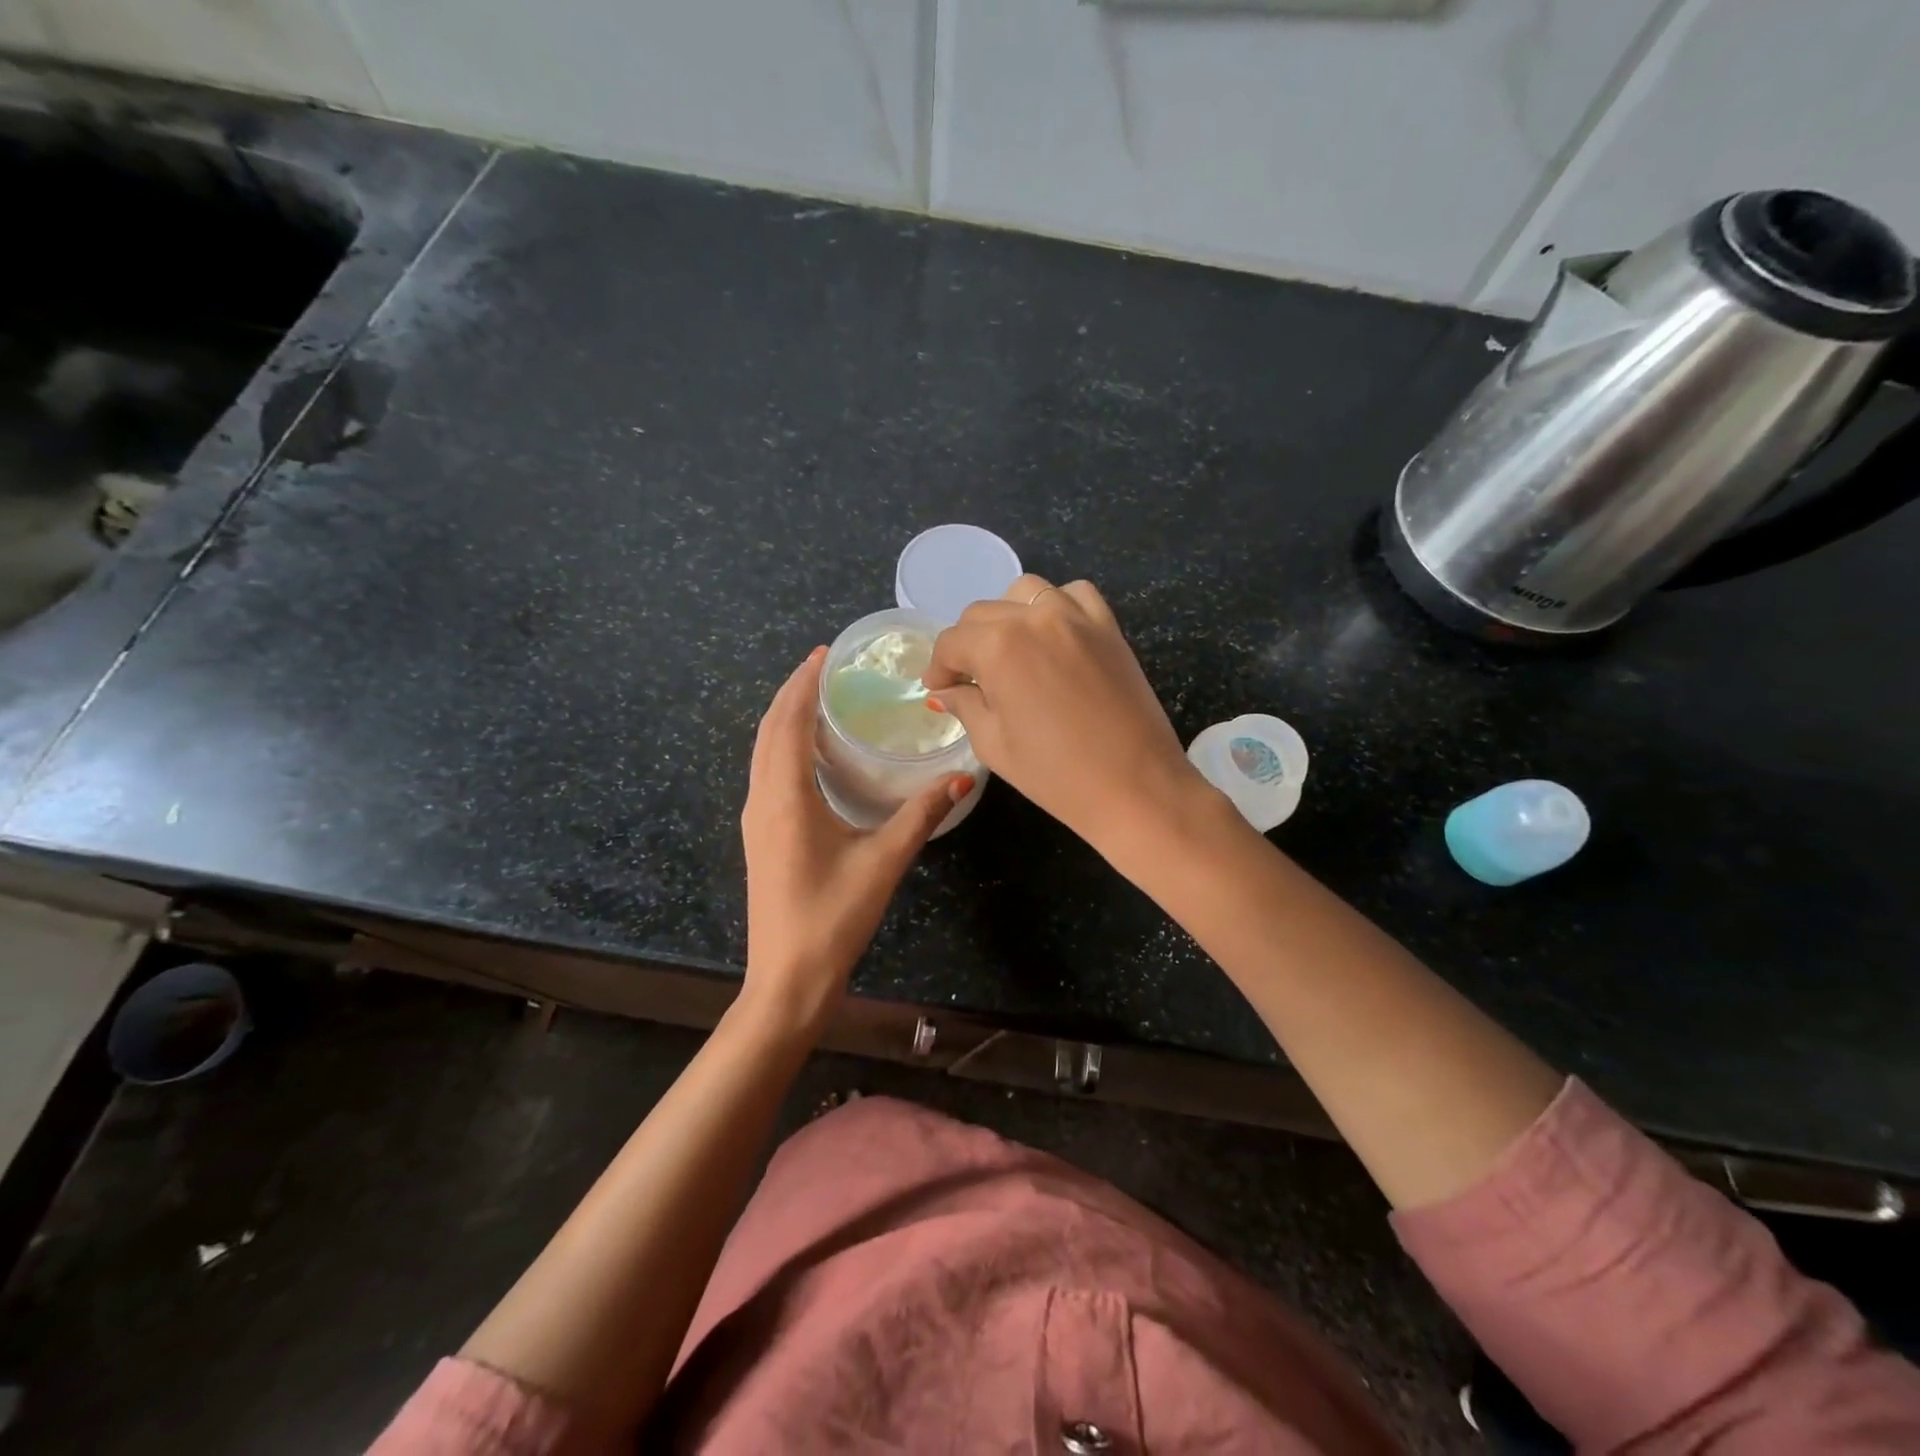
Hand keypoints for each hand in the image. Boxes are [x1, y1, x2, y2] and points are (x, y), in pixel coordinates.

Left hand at [741, 647, 973, 1035]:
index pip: (787, 723)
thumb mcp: (884, 863)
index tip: (823, 653)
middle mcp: (763, 800)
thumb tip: (963, 777)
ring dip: (784, 719)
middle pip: (769, 730)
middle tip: (825, 665)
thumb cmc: (833, 919)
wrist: (787, 980)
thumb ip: (921, 815)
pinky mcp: (761, 836)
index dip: (802, 683)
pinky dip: (783, 747)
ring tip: (818, 697)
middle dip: (792, 693)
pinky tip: (811, 753)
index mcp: (785, 798)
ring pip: (763, 752)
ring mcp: (757, 820)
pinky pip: (767, 773)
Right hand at [922, 575, 1208, 858]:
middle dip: (967, 645)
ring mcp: (1076, 617)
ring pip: (1025, 593)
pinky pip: (1074, 595)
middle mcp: (1034, 618)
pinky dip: (1056, 606)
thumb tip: (947, 691)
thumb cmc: (1056, 776)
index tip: (938, 688)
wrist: (1136, 787)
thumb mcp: (995, 745)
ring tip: (1010, 652)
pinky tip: (1053, 636)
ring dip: (1007, 617)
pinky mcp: (1108, 626)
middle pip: (982, 614)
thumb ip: (966, 706)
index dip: (938, 667)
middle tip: (970, 680)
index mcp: (999, 647)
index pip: (952, 643)